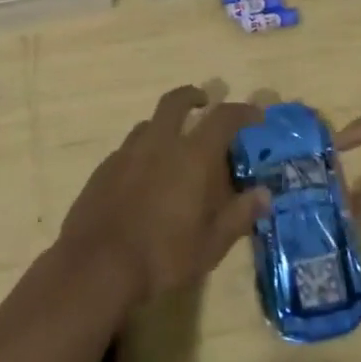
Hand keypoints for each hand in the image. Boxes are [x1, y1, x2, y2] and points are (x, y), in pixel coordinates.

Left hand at [59, 86, 267, 308]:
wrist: (96, 266)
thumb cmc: (162, 256)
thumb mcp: (210, 245)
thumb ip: (238, 216)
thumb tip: (265, 195)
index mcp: (191, 157)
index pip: (222, 118)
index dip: (242, 111)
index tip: (255, 114)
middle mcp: (159, 143)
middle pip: (176, 101)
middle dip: (192, 96)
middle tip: (203, 102)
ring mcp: (126, 153)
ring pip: (148, 123)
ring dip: (165, 125)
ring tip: (173, 145)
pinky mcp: (103, 168)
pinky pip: (128, 147)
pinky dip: (143, 151)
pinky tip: (144, 176)